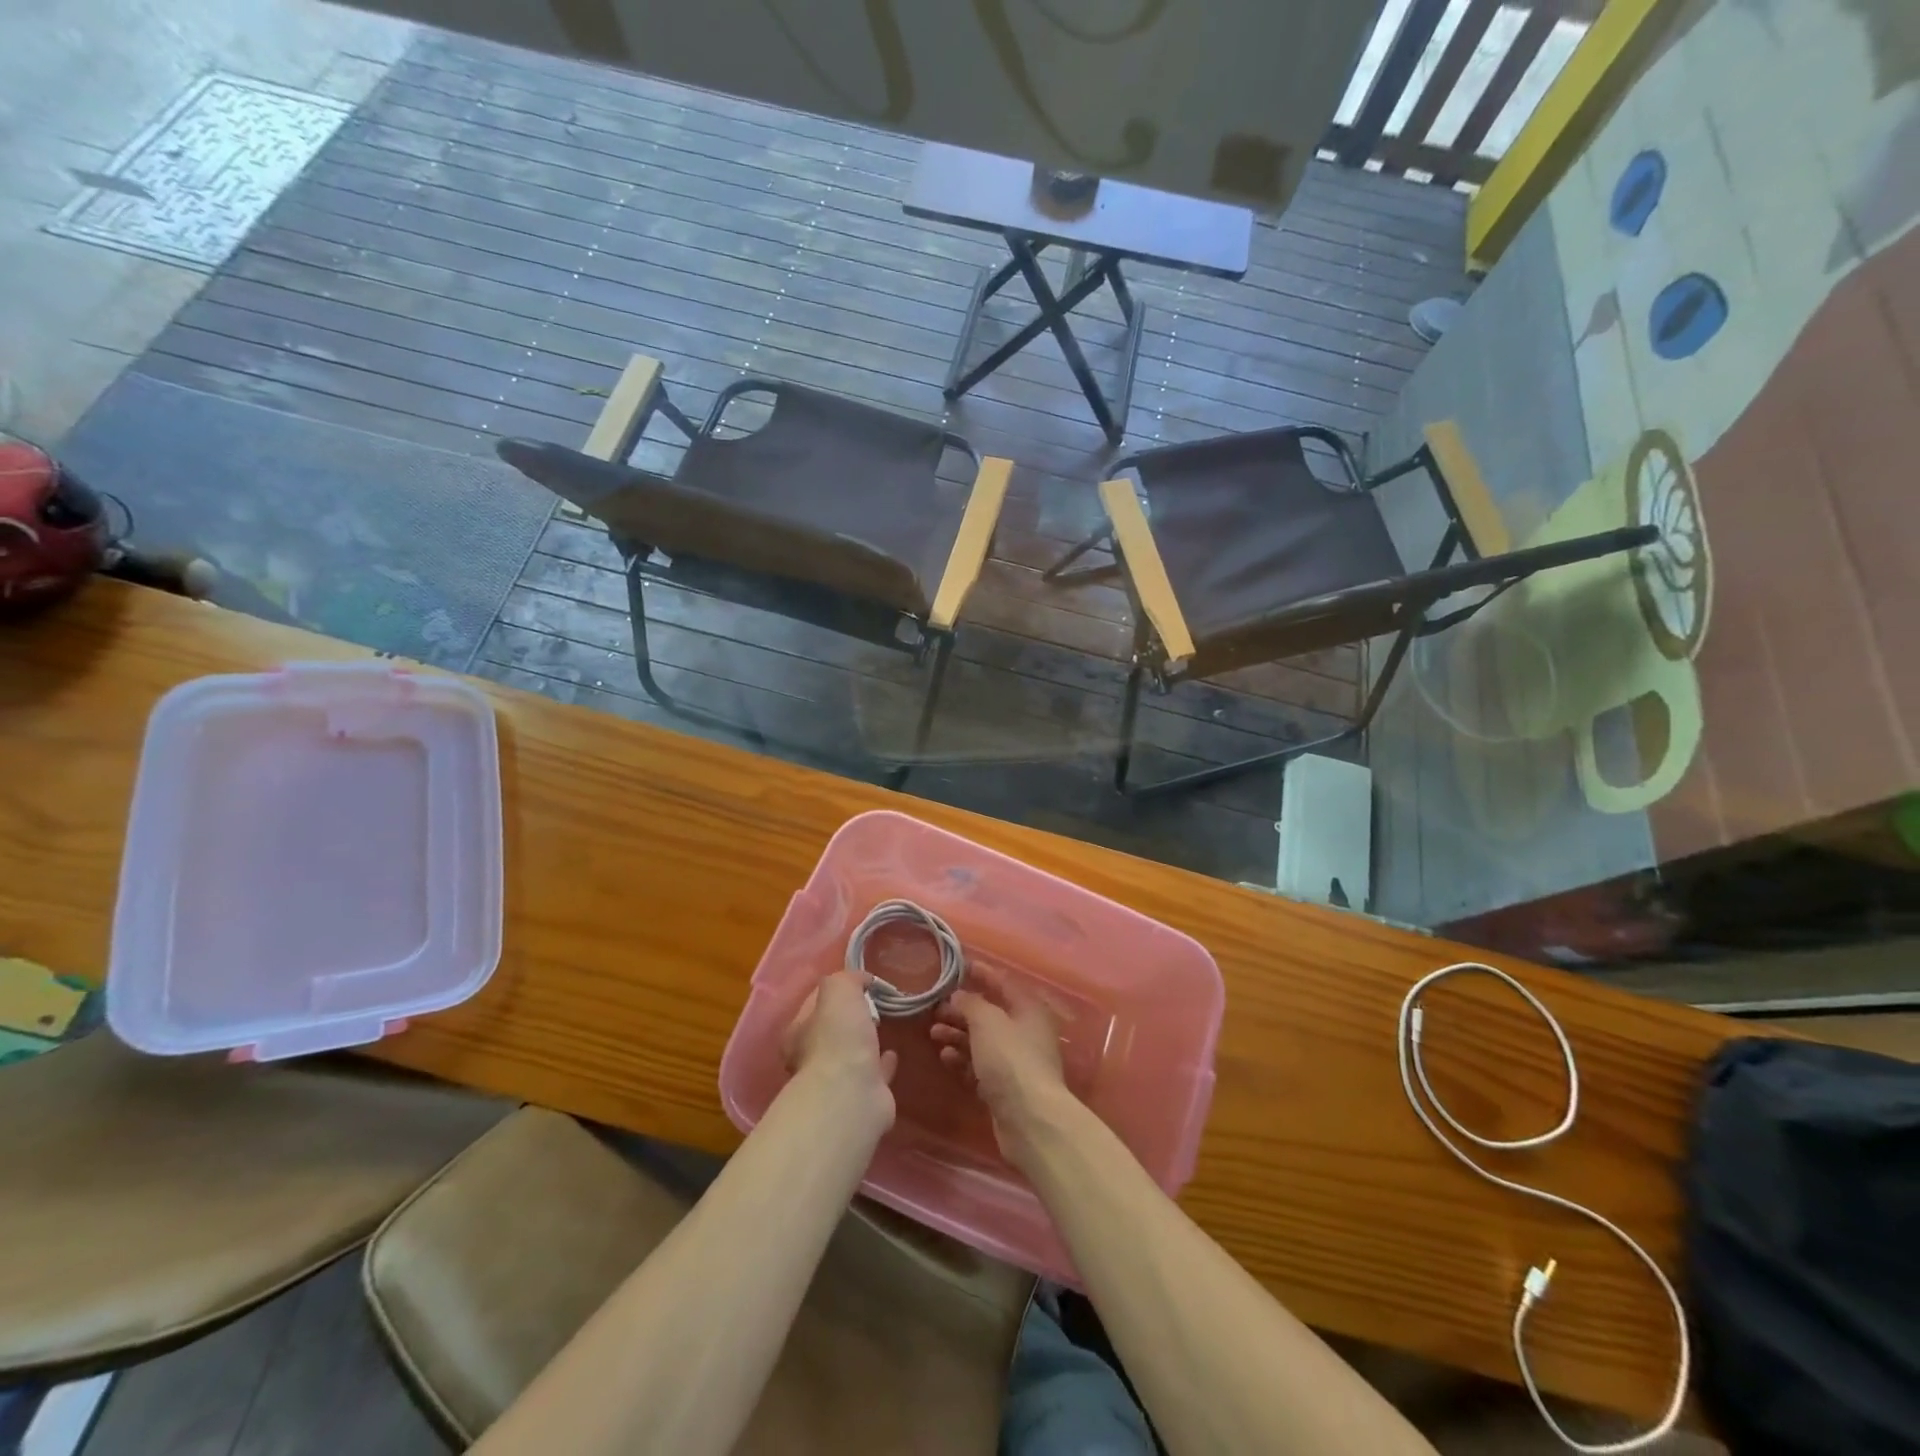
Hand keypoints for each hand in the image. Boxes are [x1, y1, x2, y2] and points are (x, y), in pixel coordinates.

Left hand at [783, 971, 897, 1128]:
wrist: (852, 1095)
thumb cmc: (838, 1038)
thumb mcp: (838, 991)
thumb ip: (846, 978)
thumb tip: (862, 979)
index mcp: (798, 1033)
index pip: (814, 1003)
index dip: (835, 990)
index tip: (859, 982)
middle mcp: (811, 1059)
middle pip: (832, 1031)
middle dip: (850, 1019)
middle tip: (873, 1004)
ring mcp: (837, 1081)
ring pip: (852, 1054)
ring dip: (866, 1042)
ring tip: (885, 1026)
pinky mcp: (862, 1098)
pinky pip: (874, 1074)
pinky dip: (883, 1064)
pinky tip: (893, 1053)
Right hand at [931, 964, 1071, 1170]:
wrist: (1030, 1119)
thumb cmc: (1010, 1059)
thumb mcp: (988, 1021)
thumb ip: (970, 1003)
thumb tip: (959, 996)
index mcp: (1029, 1009)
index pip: (1003, 983)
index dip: (982, 973)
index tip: (958, 967)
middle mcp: (1025, 1032)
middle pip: (990, 1014)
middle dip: (962, 1010)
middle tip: (935, 1008)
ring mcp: (1016, 1062)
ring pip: (982, 1041)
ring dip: (958, 1035)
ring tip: (933, 1033)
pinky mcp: (1005, 1088)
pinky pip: (980, 1066)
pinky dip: (963, 1060)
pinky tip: (945, 1057)